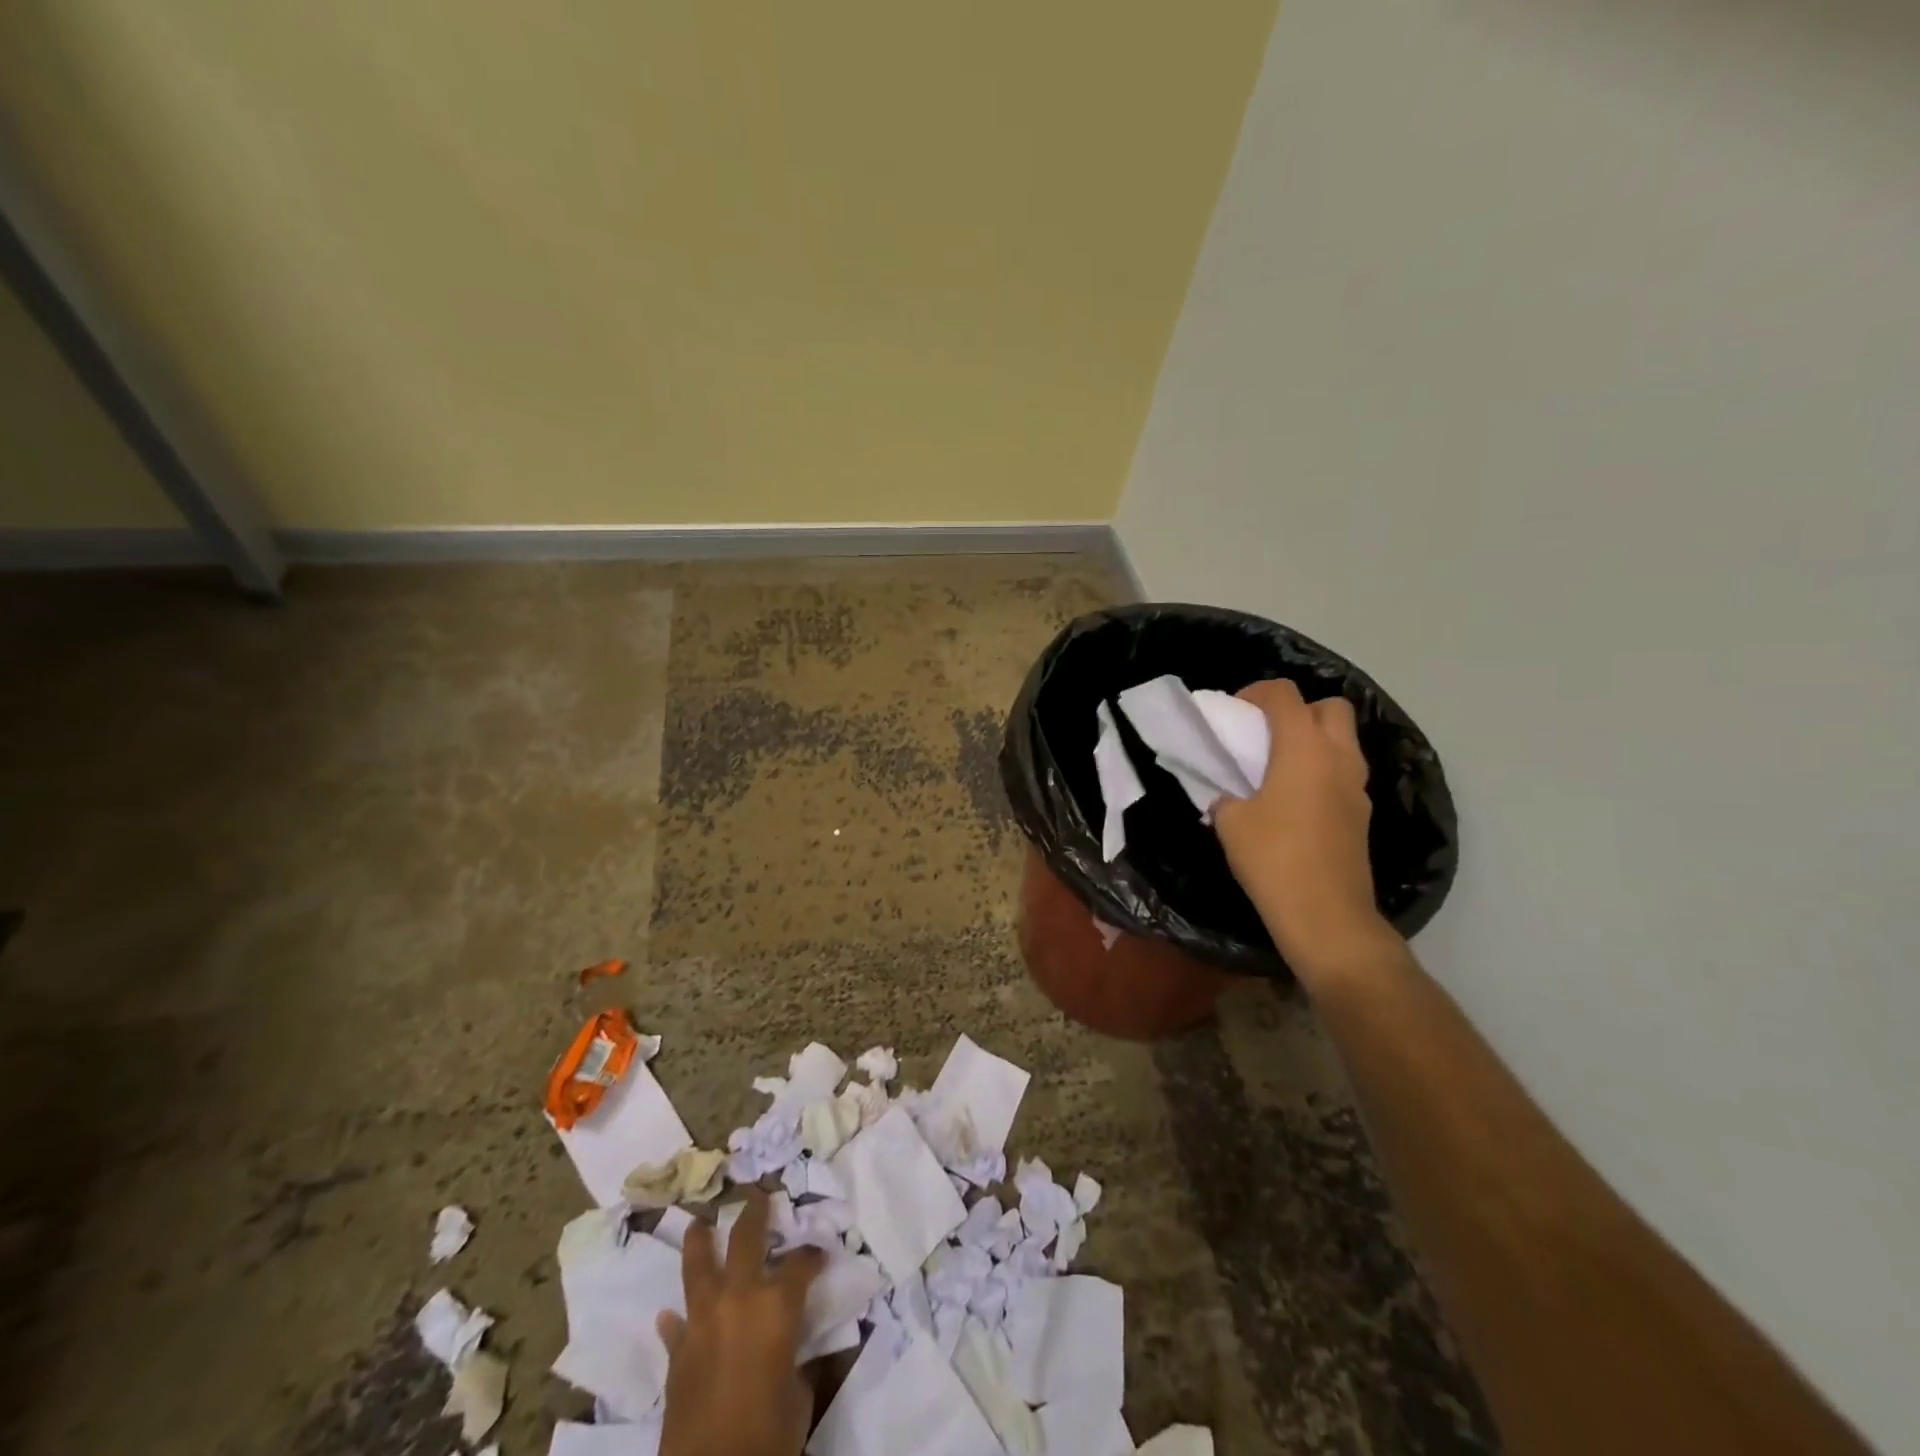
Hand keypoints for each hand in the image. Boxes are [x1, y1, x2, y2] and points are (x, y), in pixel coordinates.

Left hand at [657, 1190, 826, 1455]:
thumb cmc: (769, 1434)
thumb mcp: (799, 1396)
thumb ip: (796, 1360)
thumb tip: (793, 1354)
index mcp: (777, 1304)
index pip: (801, 1263)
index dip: (812, 1256)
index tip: (819, 1254)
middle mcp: (739, 1298)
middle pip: (745, 1240)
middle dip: (753, 1213)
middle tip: (757, 1194)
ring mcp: (703, 1323)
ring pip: (698, 1268)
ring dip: (700, 1242)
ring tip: (700, 1222)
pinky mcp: (678, 1356)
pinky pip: (677, 1328)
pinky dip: (678, 1320)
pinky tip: (671, 1314)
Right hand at [1213, 679, 1388, 981]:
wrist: (1326, 915)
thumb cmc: (1273, 858)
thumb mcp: (1230, 822)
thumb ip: (1227, 797)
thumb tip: (1230, 798)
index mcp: (1303, 749)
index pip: (1284, 695)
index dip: (1256, 692)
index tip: (1234, 711)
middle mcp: (1338, 758)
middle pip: (1329, 707)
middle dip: (1298, 709)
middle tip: (1266, 733)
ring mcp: (1357, 786)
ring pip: (1343, 740)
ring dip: (1313, 740)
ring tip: (1279, 766)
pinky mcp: (1362, 813)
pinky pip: (1343, 772)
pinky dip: (1322, 770)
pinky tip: (1294, 800)